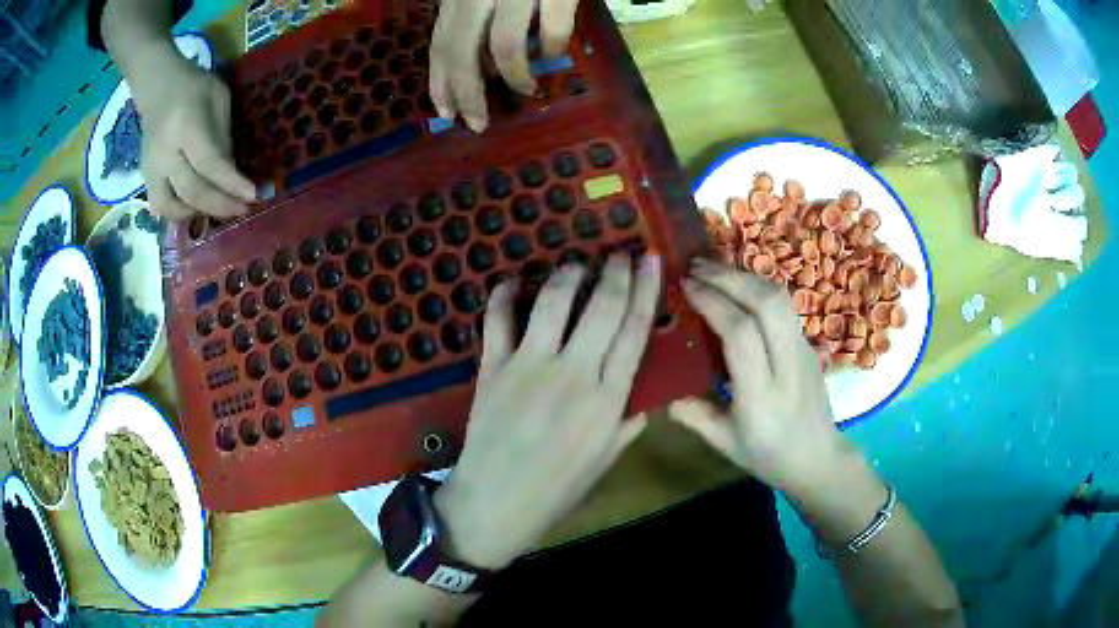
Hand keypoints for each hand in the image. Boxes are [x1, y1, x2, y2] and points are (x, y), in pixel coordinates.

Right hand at [131, 46, 255, 220]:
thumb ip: (223, 138)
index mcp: (185, 128)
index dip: (231, 184)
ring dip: (198, 213)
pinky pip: (160, 207)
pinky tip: (196, 209)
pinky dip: (178, 213)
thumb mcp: (219, 101)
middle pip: (192, 191)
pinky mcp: (145, 179)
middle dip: (221, 205)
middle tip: (244, 209)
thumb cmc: (195, 89)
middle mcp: (164, 155)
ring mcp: (151, 170)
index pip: (209, 164)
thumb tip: (232, 174)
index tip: (254, 195)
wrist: (160, 88)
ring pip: (172, 207)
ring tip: (220, 208)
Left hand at [430, 0, 578, 131]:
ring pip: (505, 48)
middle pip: (461, 53)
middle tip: (477, 123)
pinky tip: (552, 55)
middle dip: (468, 94)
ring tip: (526, 89)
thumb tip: (481, 64)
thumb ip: (474, 17)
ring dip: (515, 76)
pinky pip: (553, 31)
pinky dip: (552, 49)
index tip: (446, 112)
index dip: (440, 82)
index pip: (441, 43)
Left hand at [434, 254, 660, 568]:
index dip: (646, 290)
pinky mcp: (492, 367)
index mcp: (608, 398)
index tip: (651, 259)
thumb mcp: (606, 459)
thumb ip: (630, 421)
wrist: (496, 504)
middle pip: (602, 306)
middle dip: (615, 270)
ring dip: (569, 273)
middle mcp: (573, 373)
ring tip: (578, 264)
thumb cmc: (557, 488)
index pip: (635, 330)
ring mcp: (529, 366)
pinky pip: (498, 319)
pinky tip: (513, 281)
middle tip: (620, 251)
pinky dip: (505, 294)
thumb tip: (648, 393)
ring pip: (554, 301)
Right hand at [668, 259, 848, 492]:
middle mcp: (788, 366)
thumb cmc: (768, 456)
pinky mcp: (809, 343)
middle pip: (767, 304)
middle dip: (728, 277)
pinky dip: (757, 287)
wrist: (818, 459)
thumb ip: (692, 413)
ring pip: (780, 298)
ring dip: (744, 276)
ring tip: (712, 270)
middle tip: (694, 266)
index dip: (712, 302)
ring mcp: (805, 351)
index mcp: (762, 397)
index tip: (684, 285)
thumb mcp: (723, 443)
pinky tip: (736, 288)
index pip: (741, 334)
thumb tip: (660, 386)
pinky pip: (784, 305)